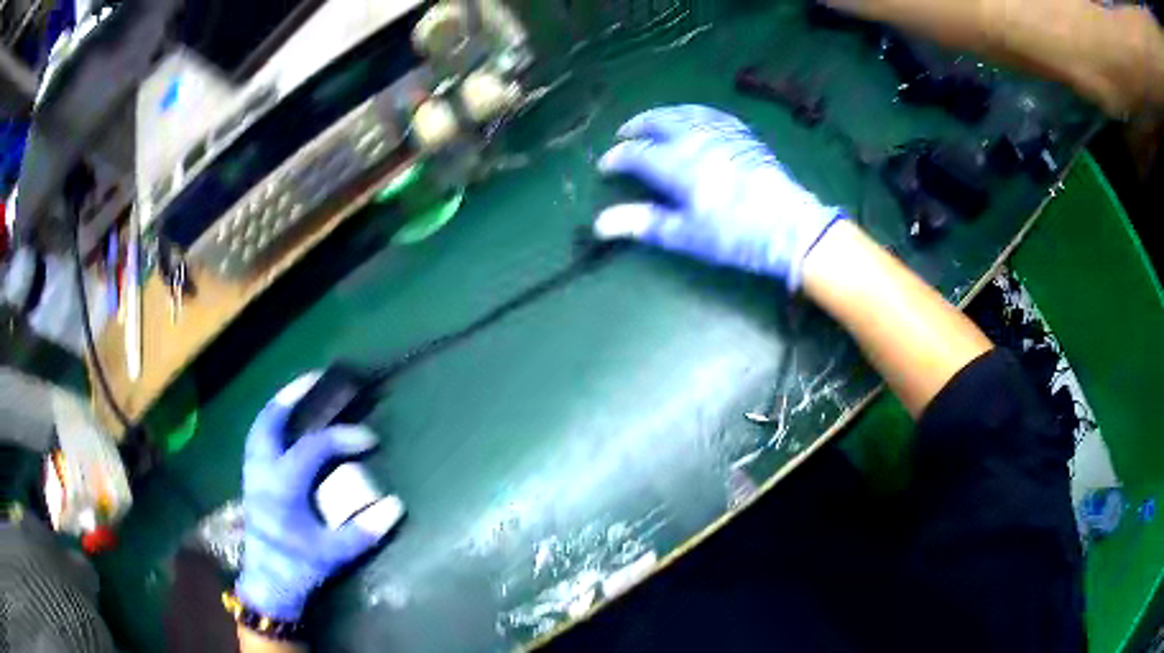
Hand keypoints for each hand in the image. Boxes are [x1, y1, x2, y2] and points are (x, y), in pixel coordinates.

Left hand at [236, 375, 403, 620]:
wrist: (268, 583)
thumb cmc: (300, 567)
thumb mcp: (335, 553)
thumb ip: (365, 530)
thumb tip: (397, 505)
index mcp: (283, 486)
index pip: (313, 447)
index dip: (342, 438)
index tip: (369, 439)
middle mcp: (263, 471)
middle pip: (270, 421)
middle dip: (291, 396)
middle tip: (315, 379)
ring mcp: (252, 474)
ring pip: (259, 427)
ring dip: (279, 407)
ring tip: (299, 394)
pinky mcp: (250, 480)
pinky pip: (257, 440)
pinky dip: (271, 425)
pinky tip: (285, 427)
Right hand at [594, 105, 844, 289]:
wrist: (790, 226)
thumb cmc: (735, 235)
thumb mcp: (687, 235)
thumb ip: (644, 223)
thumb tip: (601, 224)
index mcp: (678, 165)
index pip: (637, 154)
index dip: (617, 158)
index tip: (606, 166)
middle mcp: (695, 140)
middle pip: (658, 122)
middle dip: (636, 126)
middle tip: (624, 134)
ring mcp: (721, 133)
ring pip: (683, 113)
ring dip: (661, 114)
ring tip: (651, 121)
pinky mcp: (742, 135)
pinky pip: (711, 114)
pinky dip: (692, 113)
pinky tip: (692, 118)